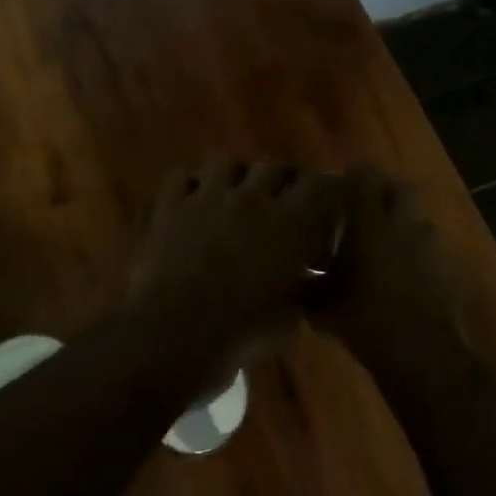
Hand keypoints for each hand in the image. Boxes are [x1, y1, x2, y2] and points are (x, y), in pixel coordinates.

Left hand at [128, 160, 343, 379]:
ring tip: (235, 194)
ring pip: (226, 162)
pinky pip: (180, 178)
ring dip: (236, 175)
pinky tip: (192, 201)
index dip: (326, 189)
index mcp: (290, 222)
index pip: (321, 184)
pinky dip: (189, 185)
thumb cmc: (244, 333)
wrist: (177, 334)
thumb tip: (305, 272)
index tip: (327, 201)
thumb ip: (302, 282)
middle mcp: (251, 198)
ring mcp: (205, 197)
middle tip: (281, 199)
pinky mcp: (168, 207)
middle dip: (281, 179)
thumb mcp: (291, 314)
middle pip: (274, 165)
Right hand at [310, 168, 469, 380]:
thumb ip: (307, 282)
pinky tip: (400, 271)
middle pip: (400, 188)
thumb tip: (294, 275)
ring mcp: (430, 245)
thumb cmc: (364, 321)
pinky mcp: (447, 267)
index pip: (365, 177)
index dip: (352, 175)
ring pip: (416, 217)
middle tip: (362, 205)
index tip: (338, 183)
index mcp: (370, 223)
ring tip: (382, 240)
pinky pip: (428, 246)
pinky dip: (415, 250)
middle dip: (383, 191)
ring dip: (401, 221)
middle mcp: (403, 224)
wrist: (421, 354)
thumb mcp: (321, 305)